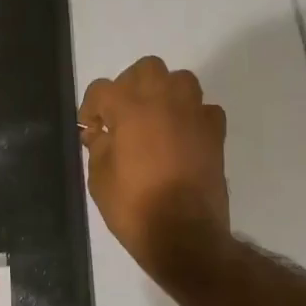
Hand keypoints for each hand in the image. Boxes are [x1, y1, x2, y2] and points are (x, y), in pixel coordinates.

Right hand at [79, 55, 229, 276]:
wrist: (184, 235)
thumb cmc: (133, 207)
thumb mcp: (99, 179)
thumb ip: (98, 147)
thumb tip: (100, 133)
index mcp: (130, 108)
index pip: (102, 89)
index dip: (91, 108)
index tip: (90, 130)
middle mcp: (164, 100)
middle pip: (146, 69)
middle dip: (129, 87)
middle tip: (122, 116)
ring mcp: (194, 114)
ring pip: (180, 80)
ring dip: (164, 93)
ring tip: (153, 120)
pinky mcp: (215, 132)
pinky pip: (203, 109)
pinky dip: (191, 116)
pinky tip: (181, 136)